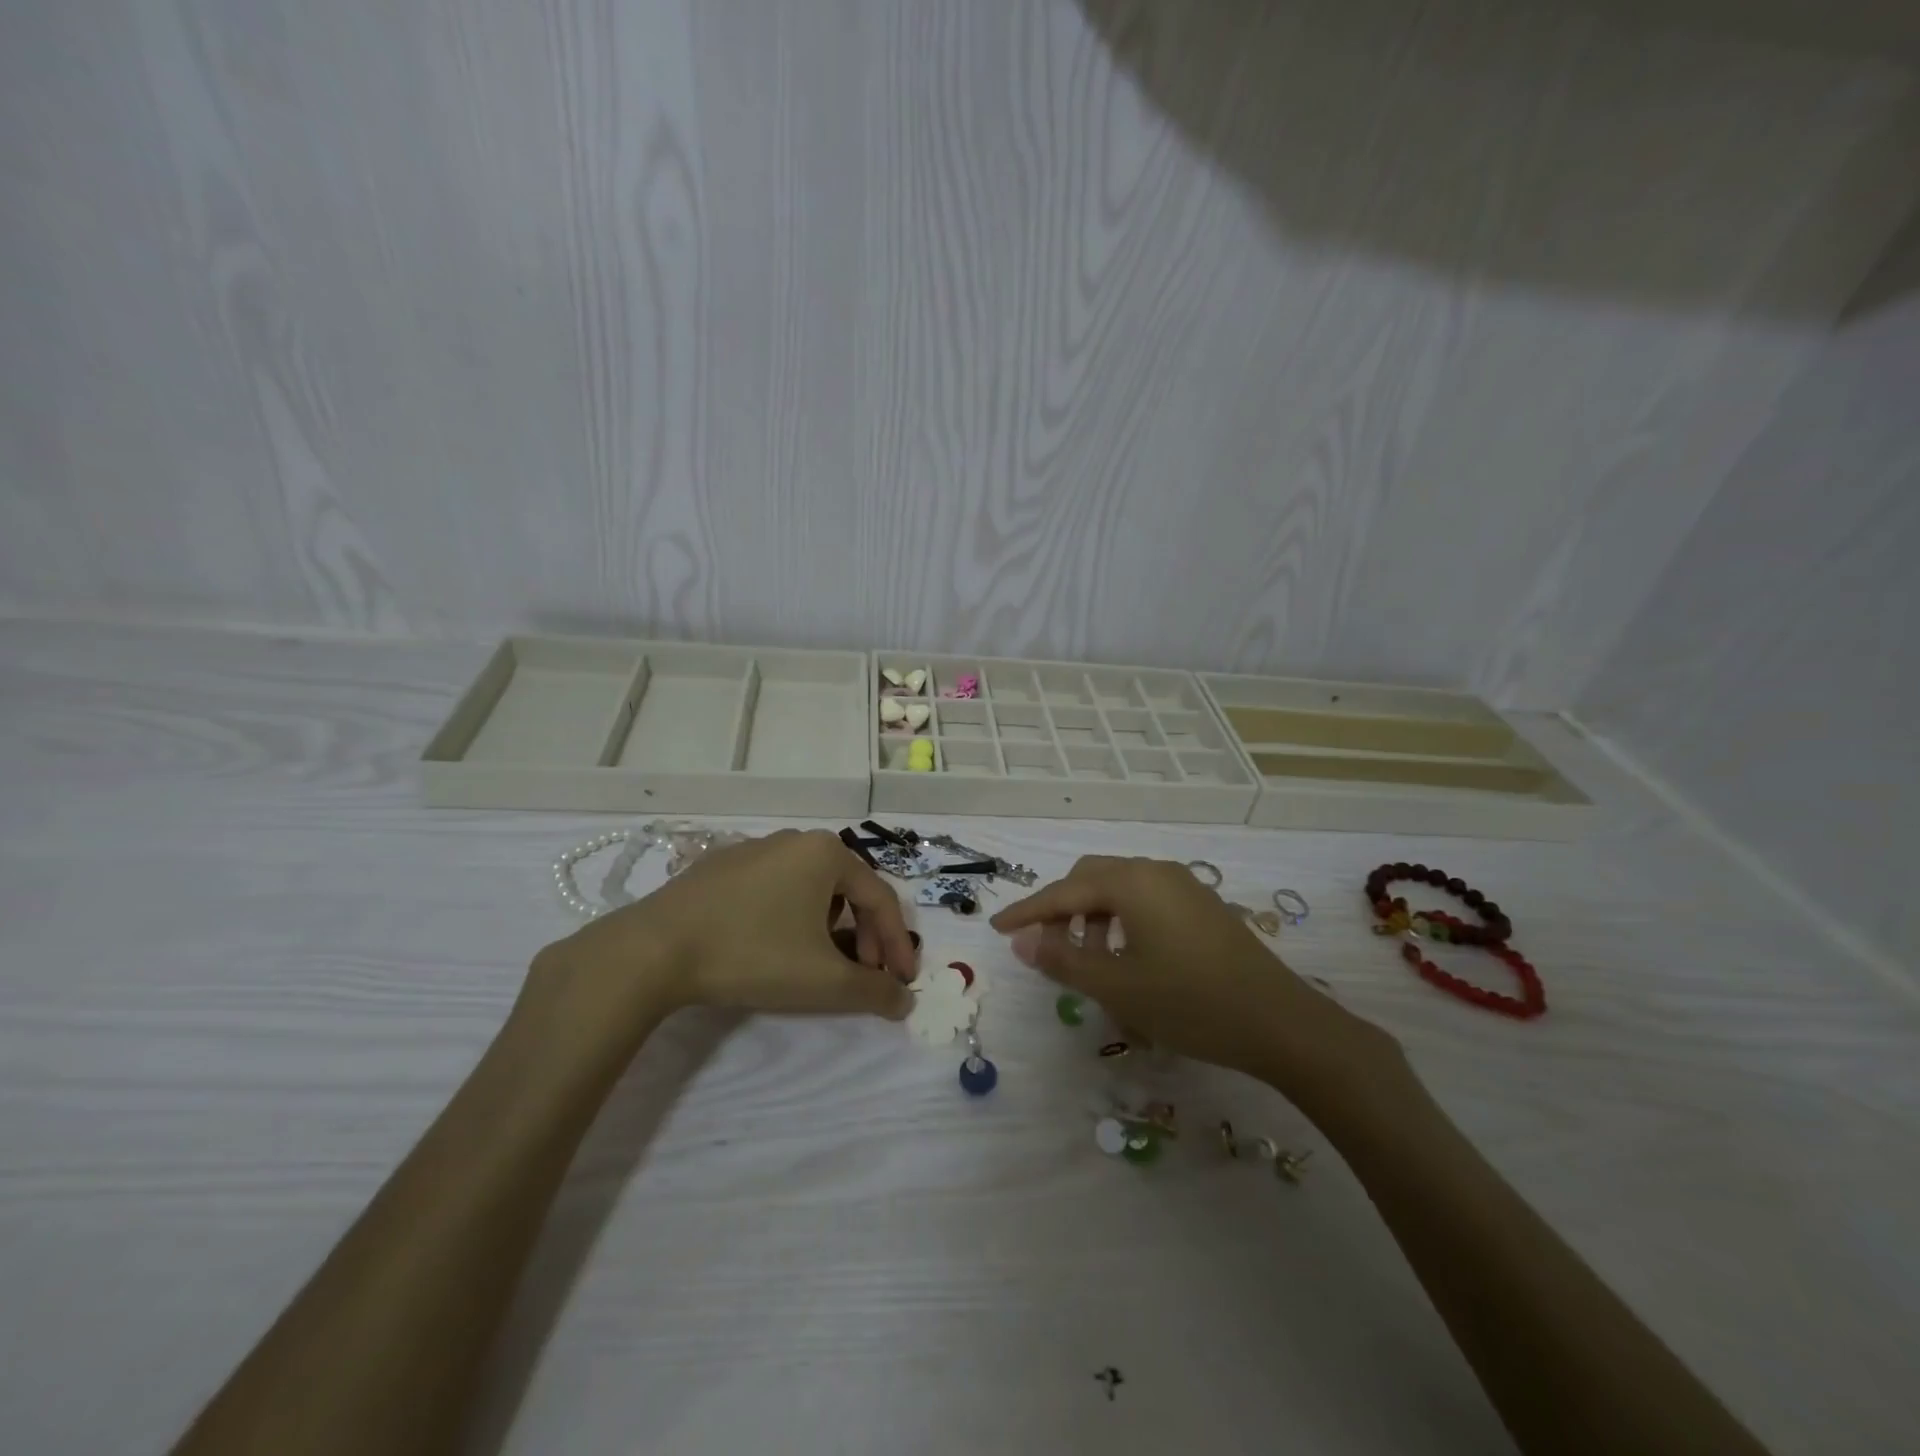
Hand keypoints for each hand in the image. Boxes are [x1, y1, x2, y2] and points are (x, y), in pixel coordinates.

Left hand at [533, 829, 919, 1036]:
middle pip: (848, 891)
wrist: (655, 948)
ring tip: (820, 963)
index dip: (898, 944)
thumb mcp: (824, 981)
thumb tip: (904, 1001)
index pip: (880, 899)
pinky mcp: (723, 865)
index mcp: (828, 853)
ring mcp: (756, 848)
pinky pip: (776, 888)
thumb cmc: (753, 954)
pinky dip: (792, 917)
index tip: (902, 983)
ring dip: (829, 927)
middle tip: (864, 974)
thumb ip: (874, 992)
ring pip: (812, 889)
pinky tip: (775, 946)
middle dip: (864, 936)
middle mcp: (796, 840)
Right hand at [991, 856, 1395, 1104]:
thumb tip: (1021, 940)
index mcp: (1131, 882)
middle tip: (1045, 948)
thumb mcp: (1117, 986)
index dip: (1027, 912)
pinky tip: (1127, 958)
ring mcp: (1184, 886)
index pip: (1063, 892)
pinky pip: (1145, 900)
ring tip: (1089, 961)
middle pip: (1091, 878)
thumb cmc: (1190, 1002)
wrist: (1282, 1023)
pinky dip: (1121, 920)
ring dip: (1093, 916)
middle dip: (1061, 910)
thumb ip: (1063, 959)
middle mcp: (1155, 870)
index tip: (997, 929)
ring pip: (1119, 888)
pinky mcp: (1202, 906)